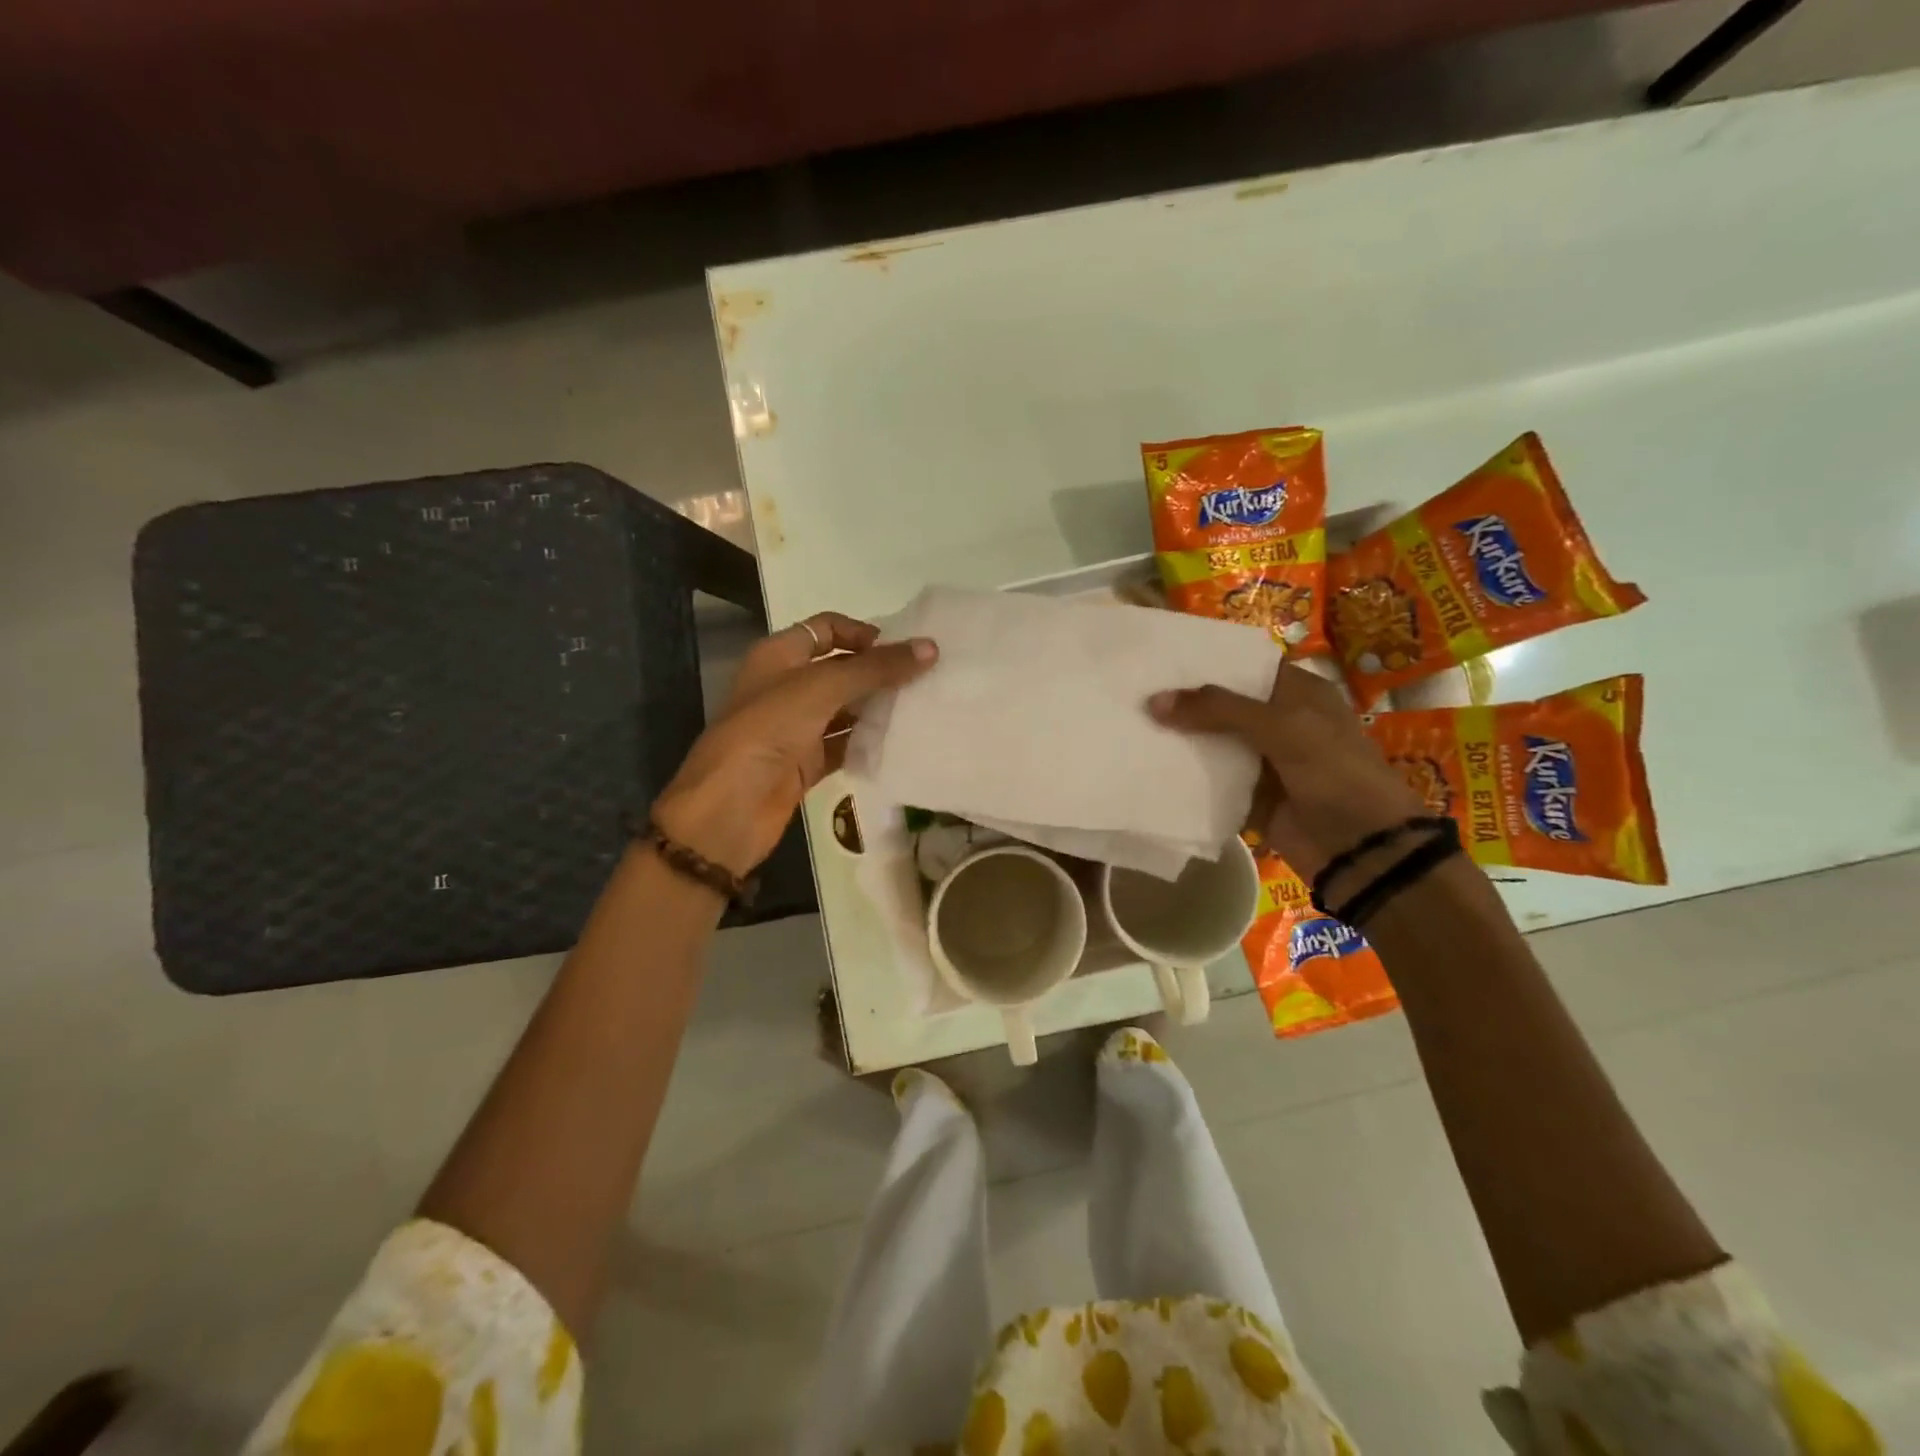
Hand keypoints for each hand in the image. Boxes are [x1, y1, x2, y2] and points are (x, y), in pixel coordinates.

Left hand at [651, 613, 936, 875]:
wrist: (730, 808)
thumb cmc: (767, 731)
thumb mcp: (821, 688)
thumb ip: (876, 668)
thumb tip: (930, 648)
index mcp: (779, 656)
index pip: (827, 629)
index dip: (864, 633)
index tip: (904, 648)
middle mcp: (788, 686)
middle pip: (842, 669)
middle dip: (880, 672)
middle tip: (927, 678)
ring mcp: (797, 727)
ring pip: (847, 709)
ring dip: (880, 708)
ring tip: (924, 707)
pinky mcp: (808, 763)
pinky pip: (846, 745)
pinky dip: (870, 742)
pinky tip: (903, 742)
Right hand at [1148, 663, 1423, 883]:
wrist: (1362, 849)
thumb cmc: (1334, 773)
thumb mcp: (1282, 727)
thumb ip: (1218, 710)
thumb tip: (1154, 701)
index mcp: (1300, 694)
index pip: (1247, 667)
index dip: (1208, 662)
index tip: (1162, 659)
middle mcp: (1281, 722)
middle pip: (1224, 705)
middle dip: (1186, 701)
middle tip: (1136, 691)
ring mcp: (1265, 761)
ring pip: (1214, 743)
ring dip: (1181, 738)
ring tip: (1132, 723)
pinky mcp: (1251, 797)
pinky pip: (1212, 781)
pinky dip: (1187, 776)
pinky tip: (1149, 764)